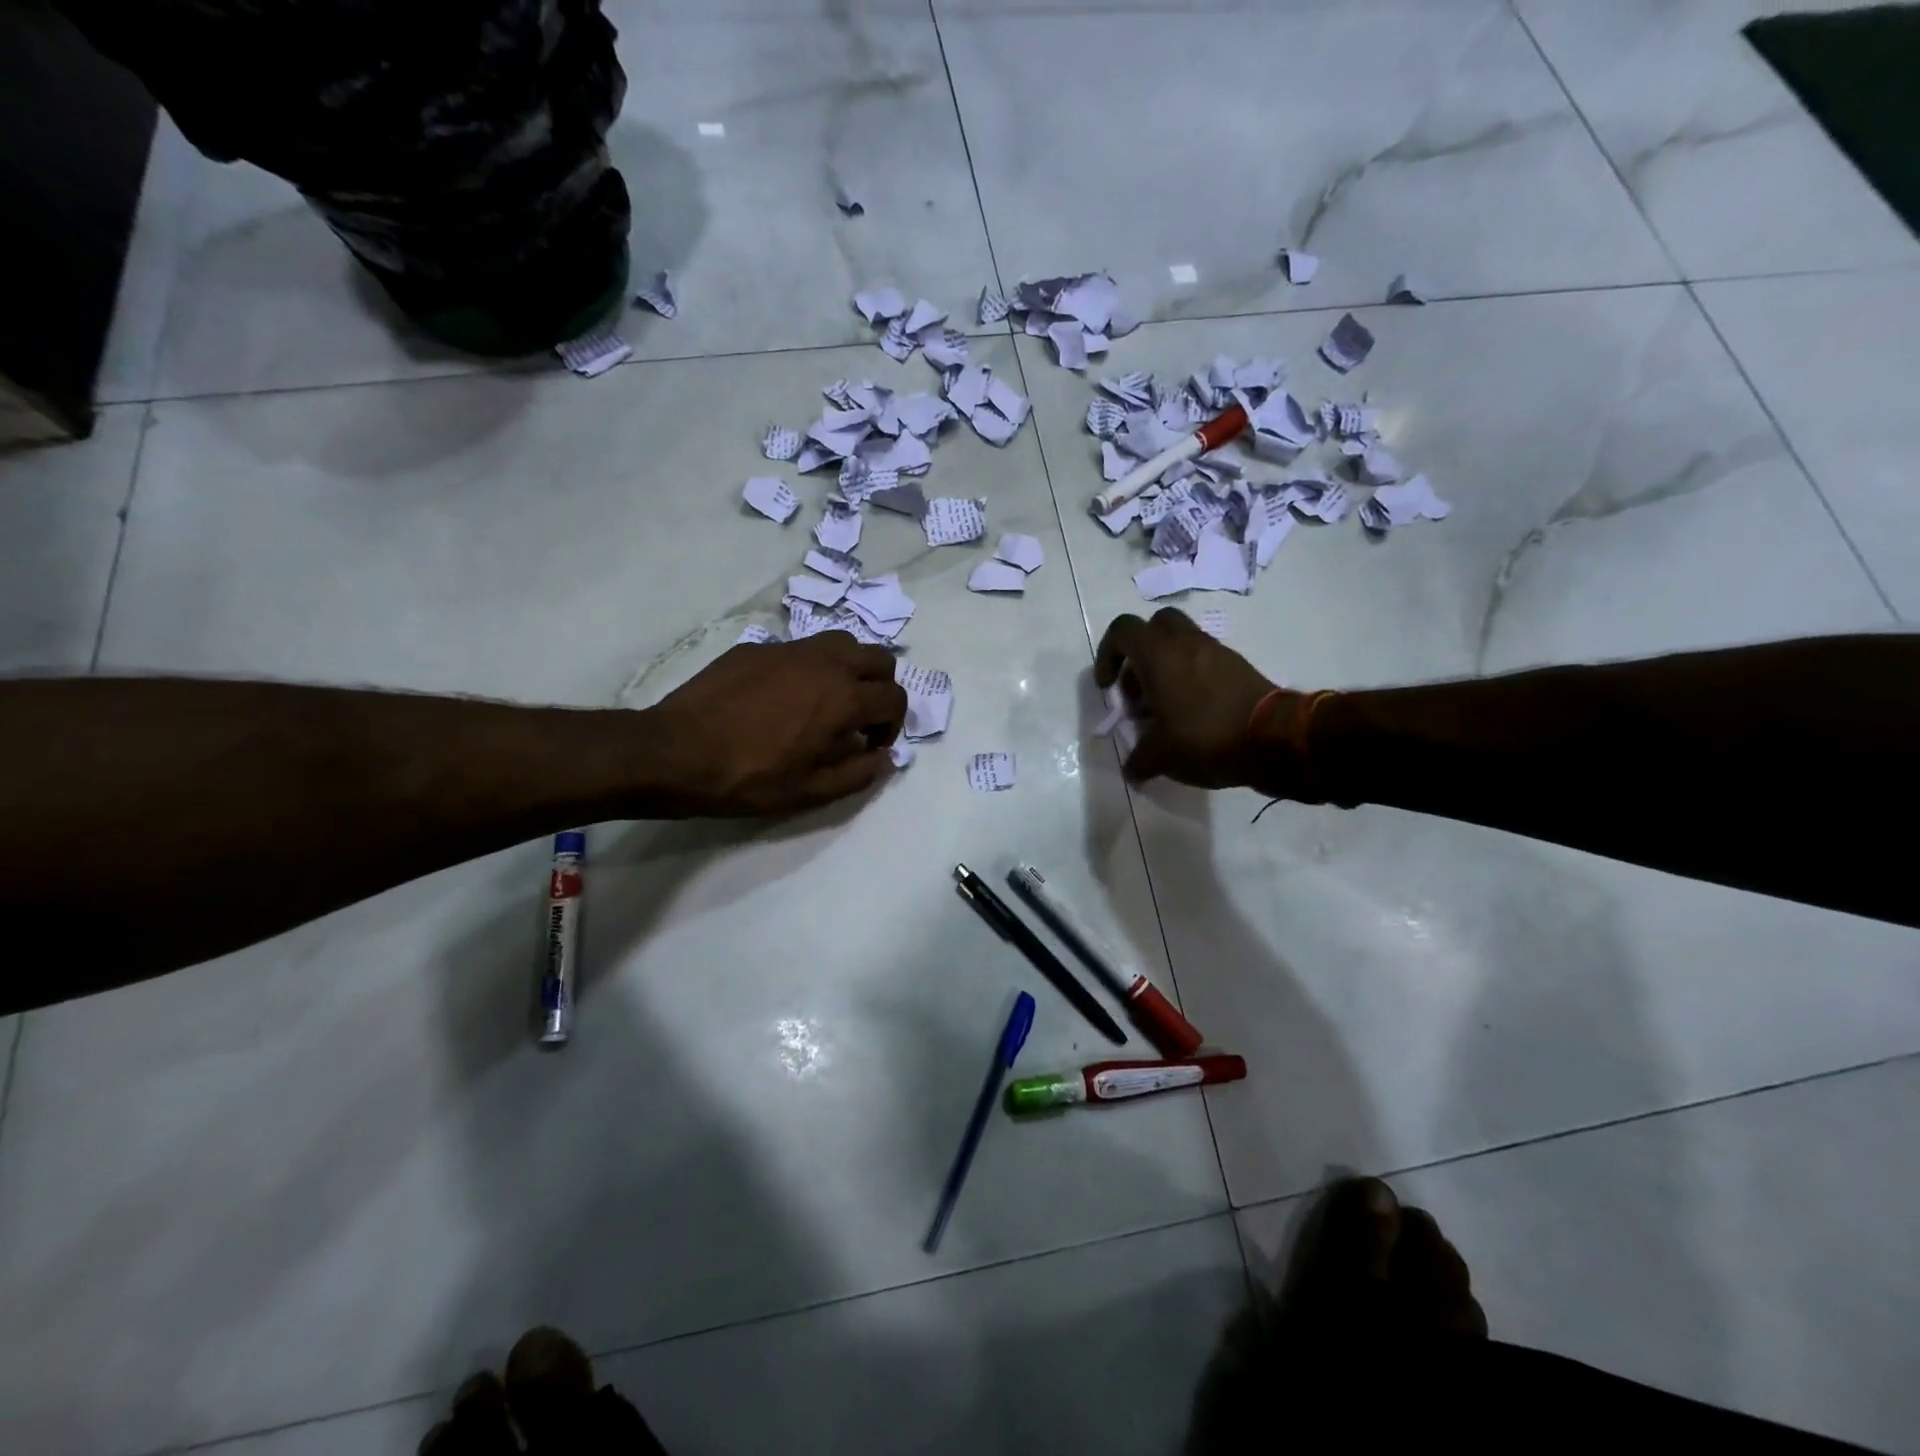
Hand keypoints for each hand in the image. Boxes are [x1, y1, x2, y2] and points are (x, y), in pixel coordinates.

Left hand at [639, 632, 906, 816]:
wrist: (675, 752)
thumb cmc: (748, 778)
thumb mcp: (810, 792)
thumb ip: (859, 773)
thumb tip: (884, 758)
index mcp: (843, 699)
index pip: (894, 698)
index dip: (893, 726)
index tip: (870, 746)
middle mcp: (825, 663)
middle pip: (878, 659)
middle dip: (880, 688)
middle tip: (860, 718)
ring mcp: (790, 649)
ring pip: (842, 643)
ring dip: (850, 668)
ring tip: (829, 699)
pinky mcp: (758, 647)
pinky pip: (801, 649)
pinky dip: (811, 667)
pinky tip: (783, 697)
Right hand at [1095, 608, 1292, 789]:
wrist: (1274, 739)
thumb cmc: (1205, 737)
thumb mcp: (1162, 756)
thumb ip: (1139, 760)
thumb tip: (1131, 771)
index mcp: (1159, 654)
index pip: (1122, 630)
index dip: (1107, 654)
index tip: (1109, 687)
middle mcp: (1186, 643)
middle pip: (1154, 627)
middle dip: (1140, 654)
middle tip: (1138, 690)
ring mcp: (1216, 651)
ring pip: (1181, 644)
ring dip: (1166, 668)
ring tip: (1164, 709)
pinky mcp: (1238, 666)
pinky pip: (1204, 661)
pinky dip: (1191, 678)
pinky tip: (1192, 715)